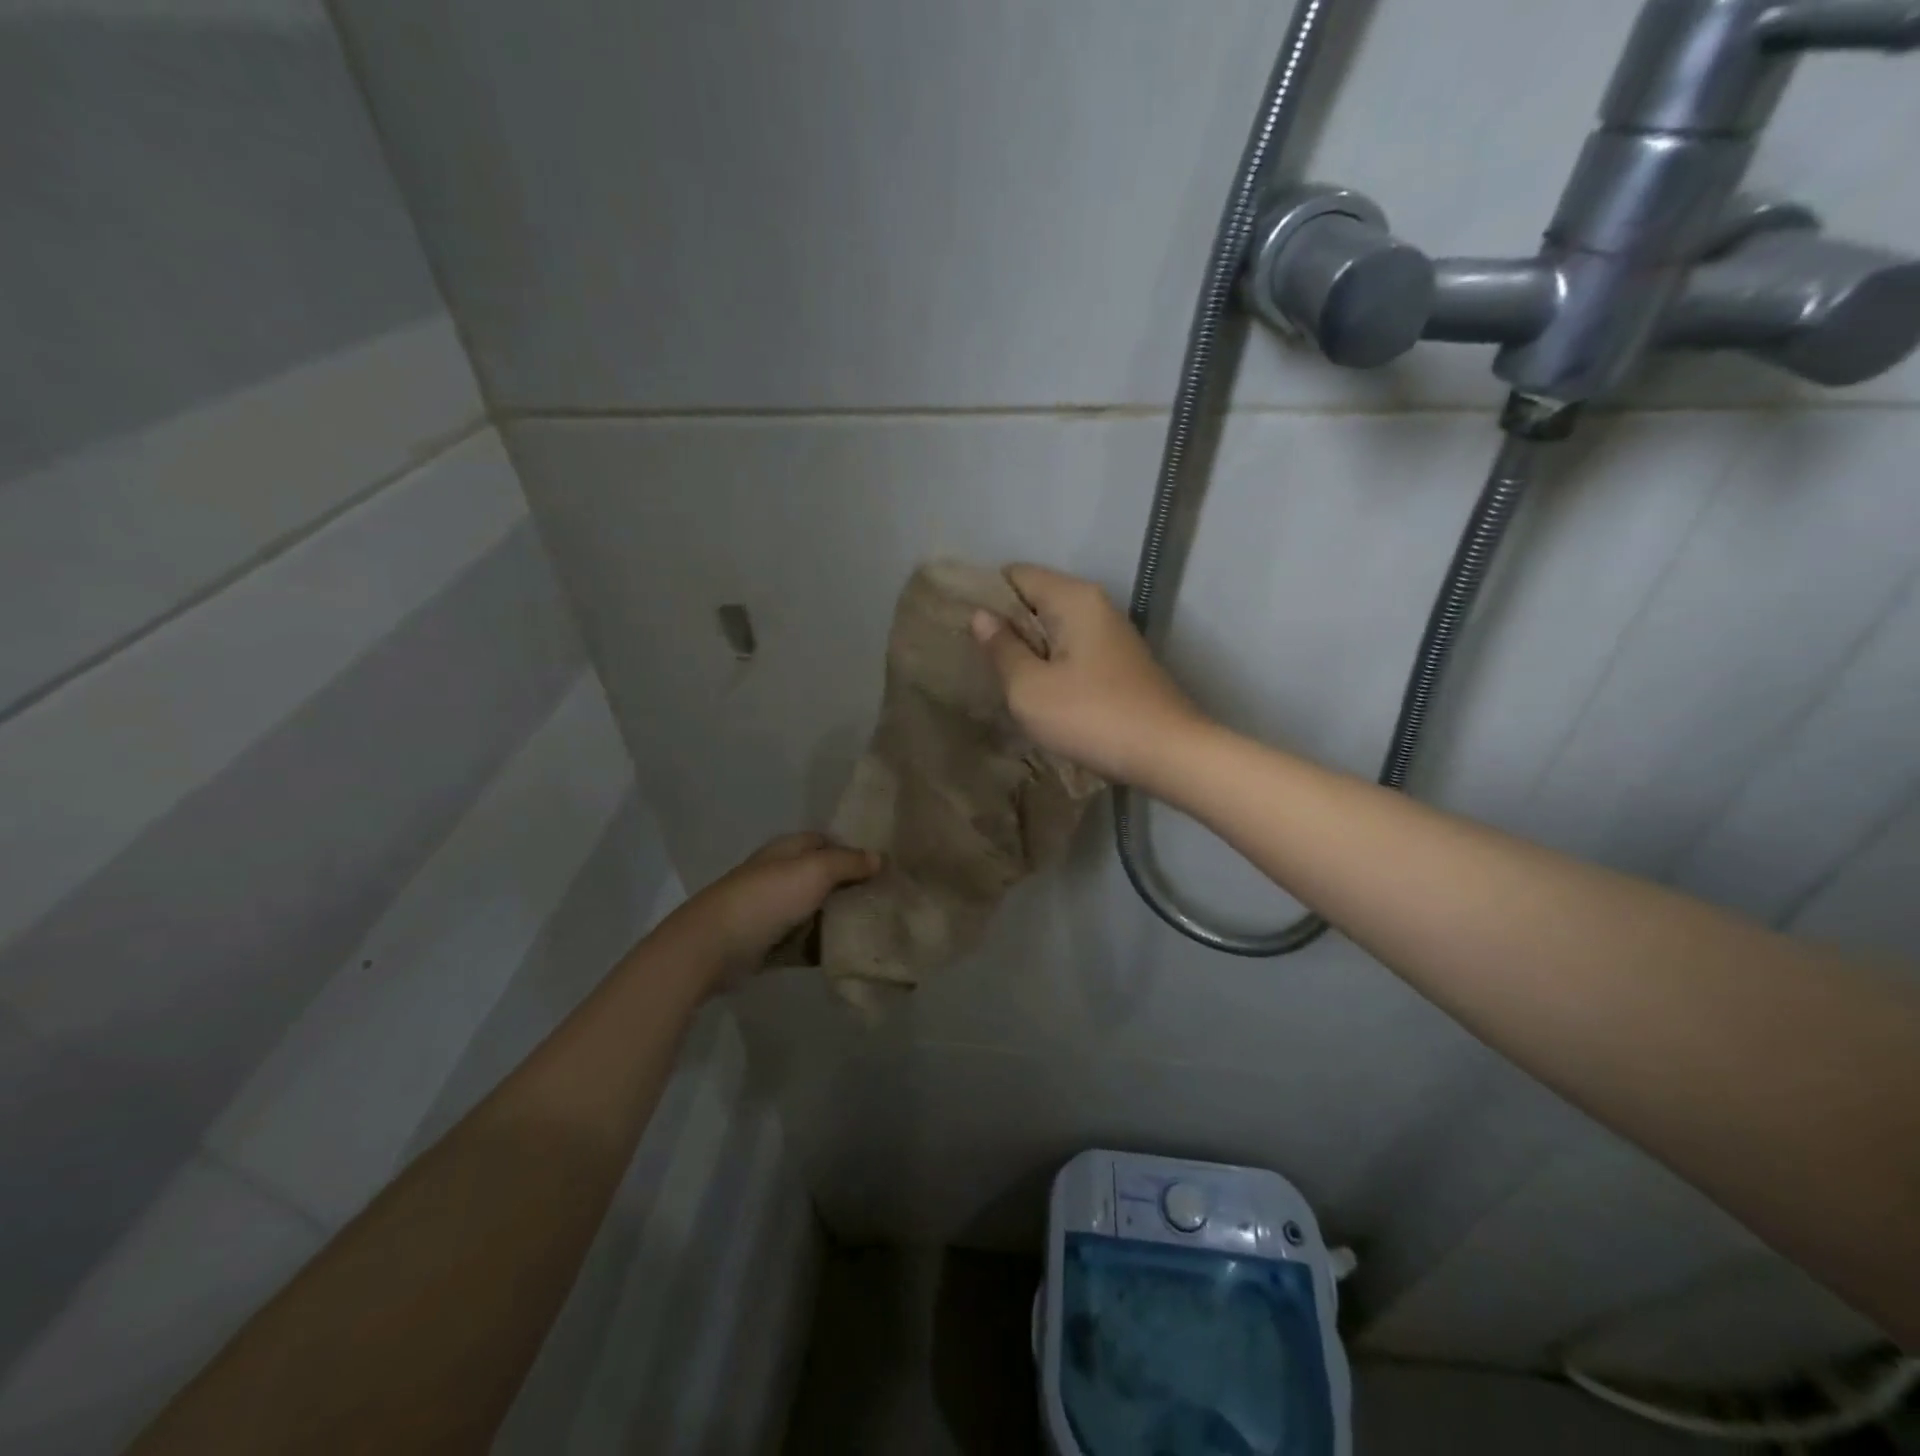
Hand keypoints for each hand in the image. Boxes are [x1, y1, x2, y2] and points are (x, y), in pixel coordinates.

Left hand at [660, 833, 879, 988]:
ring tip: (878, 926)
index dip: (853, 850)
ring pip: (816, 910)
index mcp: (788, 850)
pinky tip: (850, 952)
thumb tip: (878, 857)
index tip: (885, 865)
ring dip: (840, 918)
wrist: (713, 947)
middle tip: (889, 898)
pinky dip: (824, 945)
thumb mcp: (814, 871)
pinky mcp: (770, 942)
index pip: (827, 841)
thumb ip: (848, 863)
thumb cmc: (767, 898)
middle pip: (824, 877)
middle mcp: (780, 875)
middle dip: (852, 886)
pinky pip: (806, 940)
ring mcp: (773, 910)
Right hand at [971, 564, 1209, 786]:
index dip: (985, 596)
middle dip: (1004, 625)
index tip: (961, 629)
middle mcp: (1096, 605)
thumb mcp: (1030, 688)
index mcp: (1073, 598)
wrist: (1169, 754)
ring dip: (1027, 649)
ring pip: (1054, 628)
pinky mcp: (1119, 663)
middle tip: (974, 659)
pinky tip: (1037, 694)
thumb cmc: (1092, 717)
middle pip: (1036, 599)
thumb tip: (981, 616)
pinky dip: (1050, 665)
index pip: (1016, 575)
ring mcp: (1111, 634)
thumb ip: (1002, 649)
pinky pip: (1072, 650)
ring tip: (999, 679)